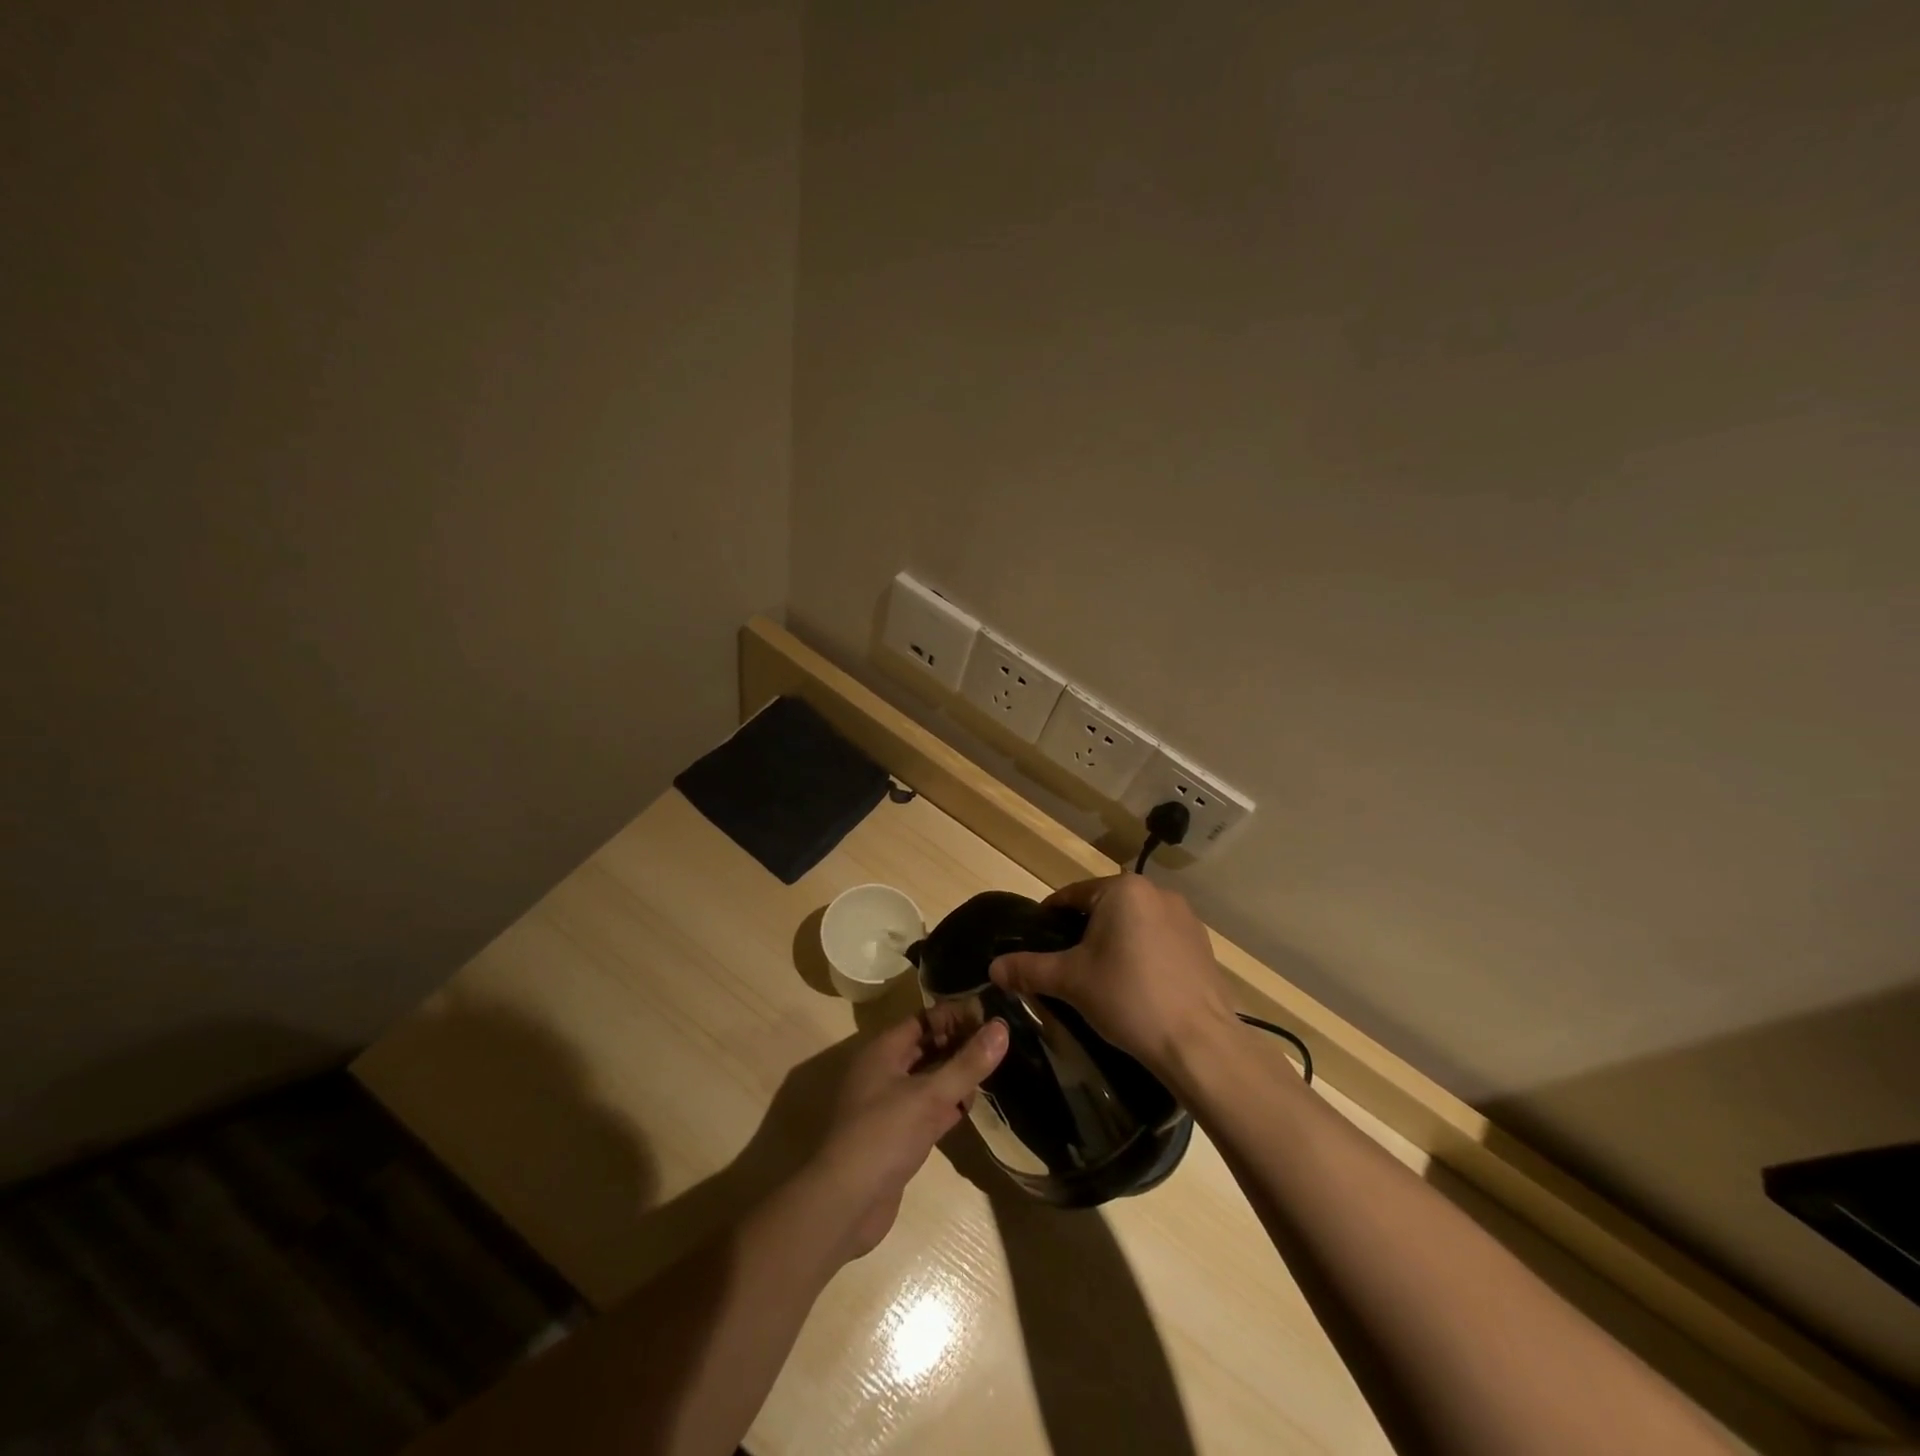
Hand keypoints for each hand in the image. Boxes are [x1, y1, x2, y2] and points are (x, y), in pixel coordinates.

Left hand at [800, 1013, 1008, 1261]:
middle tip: (998, 1045)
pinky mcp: (898, 1135)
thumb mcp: (930, 1095)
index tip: (990, 1018)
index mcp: (884, 1051)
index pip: (924, 1018)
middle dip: (958, 1044)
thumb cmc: (884, 1135)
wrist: (845, 1204)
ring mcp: (889, 1104)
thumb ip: (967, 1063)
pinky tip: (971, 1107)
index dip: (955, 1016)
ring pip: (928, 1079)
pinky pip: (927, 1108)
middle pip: (927, 1047)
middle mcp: (884, 1071)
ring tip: (992, 1072)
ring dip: (955, 1076)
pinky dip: (948, 1105)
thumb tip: (1001, 1027)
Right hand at [988, 875, 1235, 1081]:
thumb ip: (1028, 969)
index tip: (1036, 943)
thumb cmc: (1129, 998)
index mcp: (1123, 889)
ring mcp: (1185, 918)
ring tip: (1100, 979)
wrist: (1200, 1044)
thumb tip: (992, 967)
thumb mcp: (1070, 981)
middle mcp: (1157, 893)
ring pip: (1133, 924)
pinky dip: (1142, 956)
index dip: (1049, 919)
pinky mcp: (1202, 946)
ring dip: (1114, 943)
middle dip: (1082, 933)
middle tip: (1065, 966)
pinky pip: (1159, 941)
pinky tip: (1136, 987)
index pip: (1072, 895)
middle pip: (1104, 908)